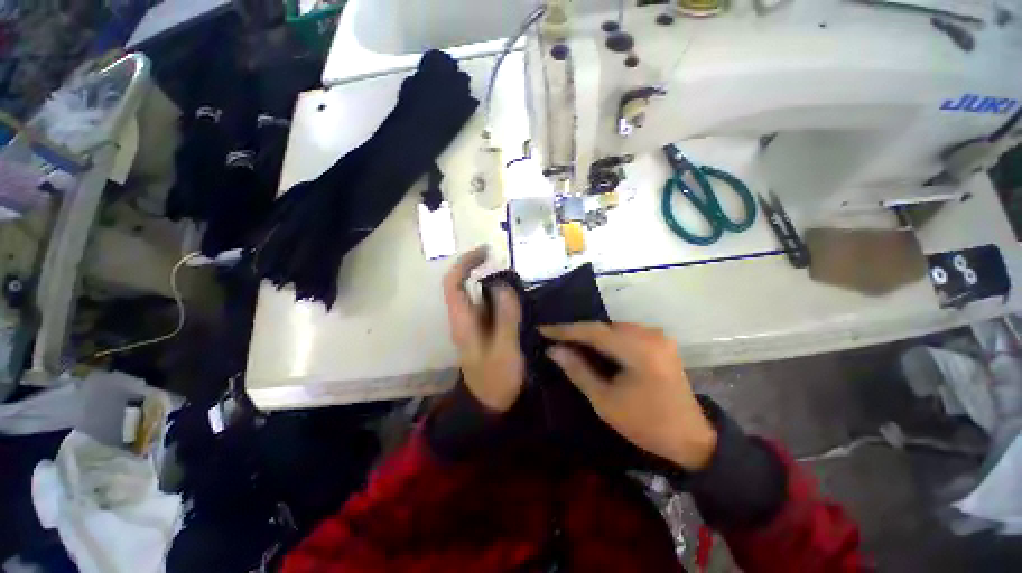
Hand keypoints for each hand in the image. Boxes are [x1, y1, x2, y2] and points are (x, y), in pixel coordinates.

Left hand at [443, 247, 523, 411]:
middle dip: (482, 270)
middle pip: (464, 285)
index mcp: (462, 321)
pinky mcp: (483, 330)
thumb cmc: (496, 379)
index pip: (453, 283)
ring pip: (478, 295)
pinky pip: (490, 306)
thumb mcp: (504, 348)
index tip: (486, 252)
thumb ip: (505, 316)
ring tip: (518, 282)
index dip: (465, 263)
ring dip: (494, 284)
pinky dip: (501, 297)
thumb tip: (503, 284)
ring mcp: (473, 325)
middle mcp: (463, 318)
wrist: (491, 406)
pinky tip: (518, 300)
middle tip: (509, 267)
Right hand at [540, 323, 716, 470]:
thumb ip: (578, 370)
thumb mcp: (605, 401)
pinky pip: (626, 333)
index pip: (593, 332)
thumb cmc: (645, 424)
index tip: (543, 329)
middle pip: (604, 327)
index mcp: (638, 350)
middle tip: (554, 337)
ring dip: (592, 334)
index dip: (565, 330)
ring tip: (569, 341)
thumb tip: (554, 350)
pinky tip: (595, 346)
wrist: (691, 438)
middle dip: (578, 332)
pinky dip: (607, 338)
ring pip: (614, 328)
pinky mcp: (660, 341)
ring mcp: (658, 336)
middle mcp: (649, 335)